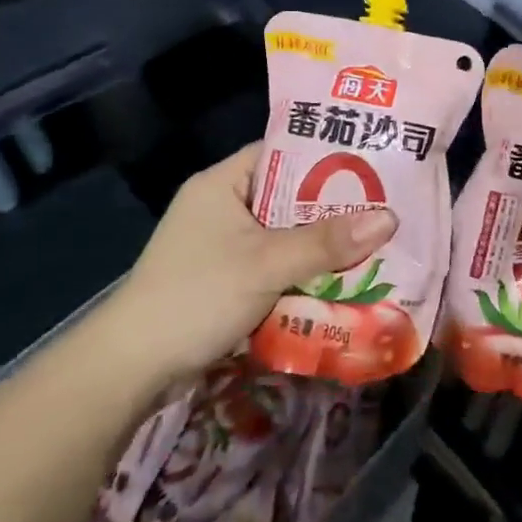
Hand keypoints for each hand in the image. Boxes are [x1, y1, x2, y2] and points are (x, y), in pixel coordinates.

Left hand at [102, 143, 397, 384]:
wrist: (130, 369)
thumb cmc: (197, 296)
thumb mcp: (267, 263)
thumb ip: (326, 241)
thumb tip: (391, 218)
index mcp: (222, 183)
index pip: (282, 152)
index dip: (326, 155)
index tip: (372, 165)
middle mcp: (221, 207)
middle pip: (288, 196)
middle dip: (332, 207)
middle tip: (383, 208)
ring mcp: (220, 246)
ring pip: (283, 234)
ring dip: (319, 244)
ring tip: (372, 243)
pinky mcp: (223, 280)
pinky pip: (273, 264)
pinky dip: (301, 271)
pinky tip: (339, 280)